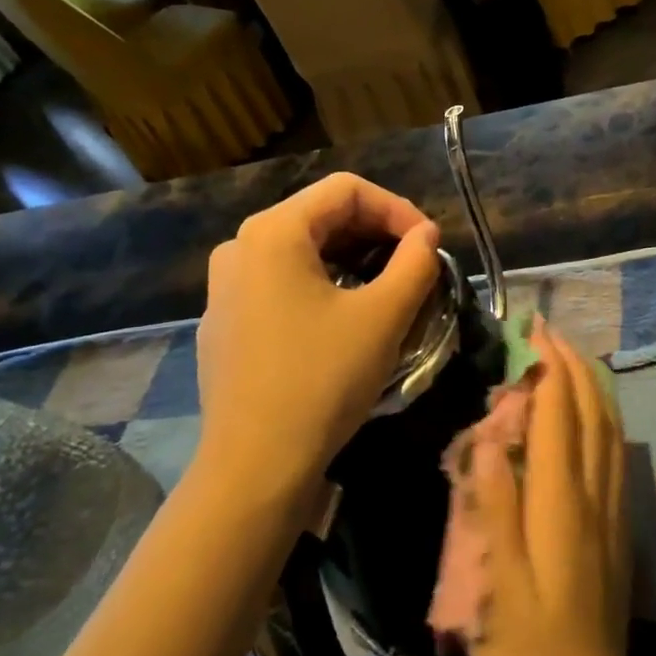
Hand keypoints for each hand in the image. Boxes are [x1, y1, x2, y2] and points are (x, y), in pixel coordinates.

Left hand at [193, 173, 439, 507]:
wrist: (256, 464)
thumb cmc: (322, 380)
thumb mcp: (383, 317)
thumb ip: (415, 264)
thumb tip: (427, 235)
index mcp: (272, 232)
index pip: (347, 190)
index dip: (398, 209)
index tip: (430, 244)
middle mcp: (239, 247)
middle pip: (321, 215)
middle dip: (377, 233)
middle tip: (416, 265)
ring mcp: (225, 287)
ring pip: (302, 250)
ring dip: (354, 259)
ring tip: (389, 289)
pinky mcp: (226, 322)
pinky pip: (281, 282)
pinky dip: (323, 284)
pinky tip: (346, 318)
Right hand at [465, 322, 638, 655]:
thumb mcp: (496, 589)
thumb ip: (493, 509)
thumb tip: (488, 438)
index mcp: (561, 508)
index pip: (560, 419)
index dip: (550, 370)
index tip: (536, 331)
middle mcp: (594, 501)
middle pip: (593, 417)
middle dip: (575, 369)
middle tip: (551, 335)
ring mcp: (611, 518)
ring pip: (610, 435)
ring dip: (593, 390)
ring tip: (572, 363)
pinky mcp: (617, 537)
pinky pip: (614, 460)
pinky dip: (603, 424)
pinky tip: (592, 424)